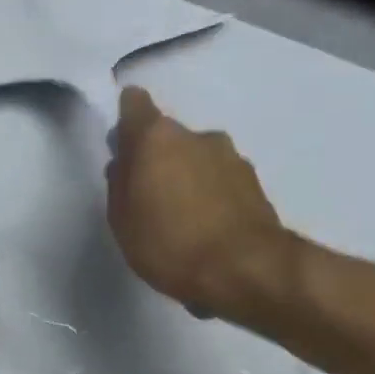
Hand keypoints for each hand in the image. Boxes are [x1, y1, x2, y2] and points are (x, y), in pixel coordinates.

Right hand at [107, 87, 296, 318]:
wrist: (245, 268)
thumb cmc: (171, 245)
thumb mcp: (123, 223)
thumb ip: (119, 186)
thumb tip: (125, 164)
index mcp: (156, 138)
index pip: (134, 104)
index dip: (127, 124)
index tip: (125, 152)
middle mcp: (196, 135)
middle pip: (168, 138)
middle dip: (159, 161)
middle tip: (151, 201)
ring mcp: (230, 156)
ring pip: (198, 159)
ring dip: (188, 180)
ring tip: (184, 224)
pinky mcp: (254, 181)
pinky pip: (221, 182)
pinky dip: (213, 198)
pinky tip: (209, 233)